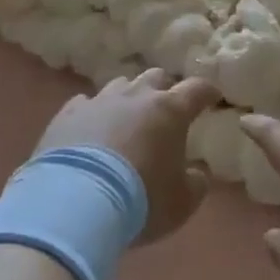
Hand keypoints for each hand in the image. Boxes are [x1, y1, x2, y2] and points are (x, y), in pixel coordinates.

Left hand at [37, 69, 223, 243]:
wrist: (76, 202)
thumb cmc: (141, 199)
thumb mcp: (182, 202)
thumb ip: (196, 182)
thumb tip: (197, 172)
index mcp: (170, 111)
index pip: (197, 89)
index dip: (207, 92)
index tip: (212, 97)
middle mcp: (135, 96)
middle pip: (156, 77)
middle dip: (165, 89)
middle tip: (167, 109)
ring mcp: (99, 101)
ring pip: (120, 85)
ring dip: (128, 98)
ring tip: (127, 118)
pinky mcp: (67, 113)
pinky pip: (85, 103)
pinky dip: (94, 113)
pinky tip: (91, 128)